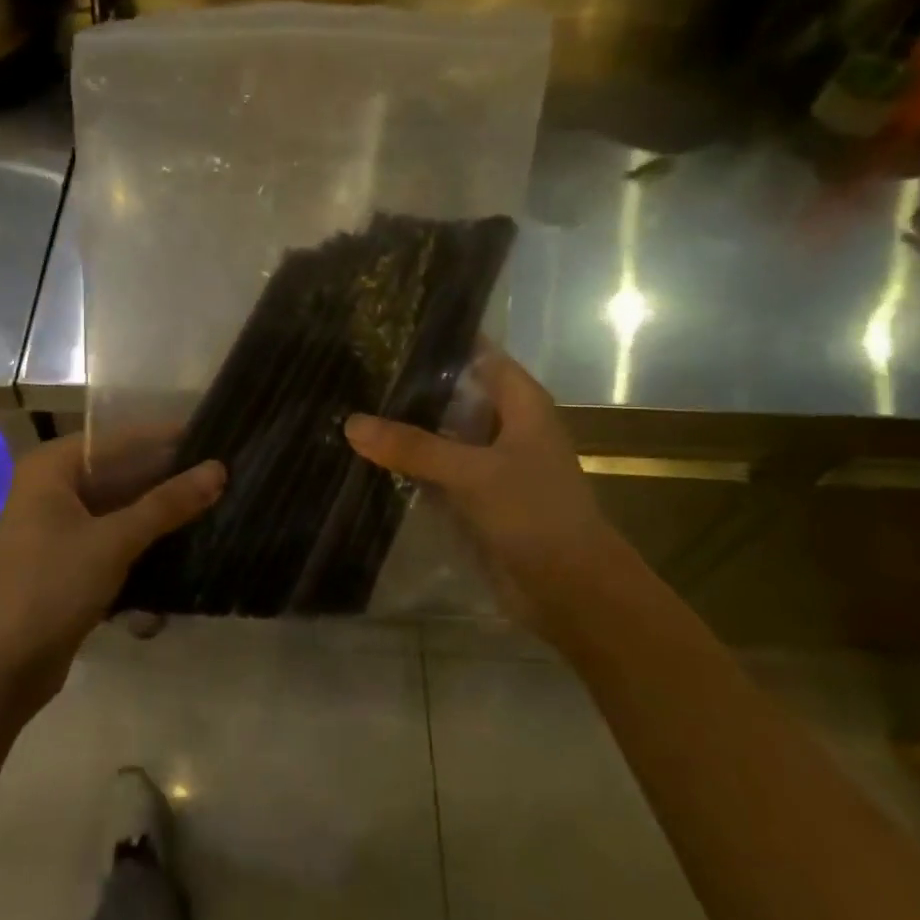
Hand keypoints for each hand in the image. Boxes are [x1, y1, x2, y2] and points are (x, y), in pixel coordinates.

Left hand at [0, 435, 224, 713]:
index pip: (119, 439)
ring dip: (159, 513)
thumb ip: (167, 504)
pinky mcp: (67, 562)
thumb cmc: (52, 587)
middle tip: (223, 478)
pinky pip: (113, 538)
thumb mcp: (114, 541)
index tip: (215, 439)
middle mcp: (52, 489)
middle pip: (120, 473)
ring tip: (214, 508)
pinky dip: (142, 541)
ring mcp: (58, 527)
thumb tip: (219, 469)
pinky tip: (184, 546)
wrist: (2, 666)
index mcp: (52, 468)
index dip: (166, 439)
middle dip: (167, 479)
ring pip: (119, 508)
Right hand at [344, 351, 632, 638]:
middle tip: (353, 369)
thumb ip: (413, 447)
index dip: (438, 341)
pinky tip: (366, 456)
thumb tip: (351, 423)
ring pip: (441, 433)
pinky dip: (408, 464)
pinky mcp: (475, 495)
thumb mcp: (472, 473)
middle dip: (410, 386)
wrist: (570, 589)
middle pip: (453, 394)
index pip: (476, 354)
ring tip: (348, 405)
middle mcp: (504, 425)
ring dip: (405, 427)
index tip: (387, 330)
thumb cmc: (535, 514)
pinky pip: (436, 469)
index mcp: (520, 403)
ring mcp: (489, 462)